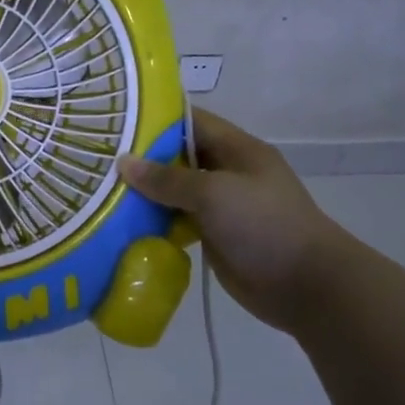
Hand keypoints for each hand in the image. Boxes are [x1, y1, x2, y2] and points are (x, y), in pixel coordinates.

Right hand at [117, 109, 351, 332]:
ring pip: (174, 190)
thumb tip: (123, 163)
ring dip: (144, 191)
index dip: (155, 118)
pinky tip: (121, 221)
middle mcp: (227, 172)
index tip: (115, 119)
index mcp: (237, 149)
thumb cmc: (265, 224)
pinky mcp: (213, 235)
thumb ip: (167, 179)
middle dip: (142, 156)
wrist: (306, 286)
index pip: (191, 121)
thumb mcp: (214, 193)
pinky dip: (153, 220)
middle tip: (98, 155)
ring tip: (99, 186)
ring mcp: (220, 206)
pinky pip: (176, 220)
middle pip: (178, 156)